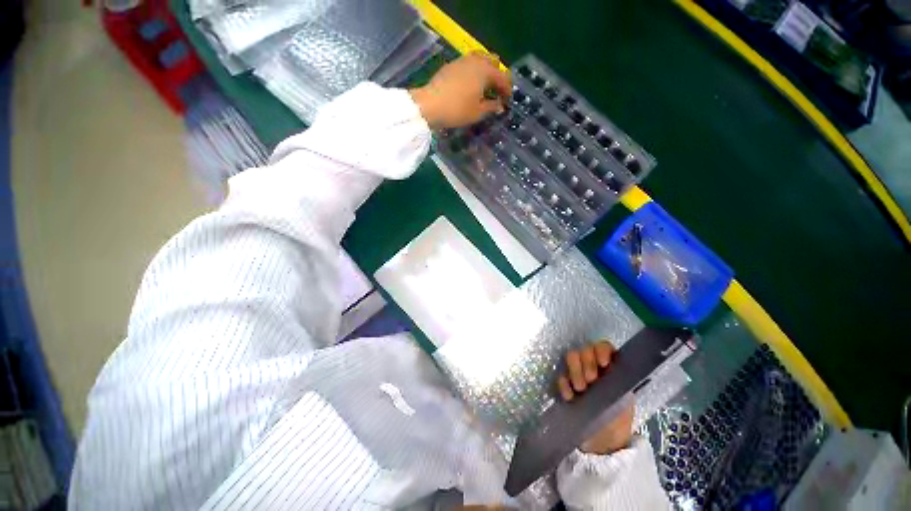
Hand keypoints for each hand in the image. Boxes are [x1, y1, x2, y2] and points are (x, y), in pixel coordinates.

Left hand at [409, 52, 510, 129]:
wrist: (430, 104)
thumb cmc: (457, 110)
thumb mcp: (478, 112)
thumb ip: (492, 107)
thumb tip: (500, 106)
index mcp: (486, 71)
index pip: (503, 77)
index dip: (507, 90)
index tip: (508, 102)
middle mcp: (476, 61)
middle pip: (493, 62)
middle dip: (497, 76)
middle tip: (497, 91)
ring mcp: (462, 60)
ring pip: (480, 60)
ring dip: (485, 72)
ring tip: (484, 88)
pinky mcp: (451, 65)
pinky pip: (469, 64)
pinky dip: (474, 72)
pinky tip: (471, 85)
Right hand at [557, 342, 633, 454]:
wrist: (602, 444)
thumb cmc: (617, 422)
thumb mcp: (624, 403)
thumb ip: (618, 384)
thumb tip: (611, 371)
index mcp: (610, 368)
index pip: (604, 347)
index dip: (601, 350)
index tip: (602, 364)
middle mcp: (593, 366)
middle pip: (585, 349)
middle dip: (586, 362)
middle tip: (590, 380)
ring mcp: (578, 373)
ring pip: (571, 357)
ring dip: (574, 370)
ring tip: (580, 389)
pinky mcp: (566, 384)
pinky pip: (561, 375)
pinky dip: (563, 384)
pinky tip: (570, 398)